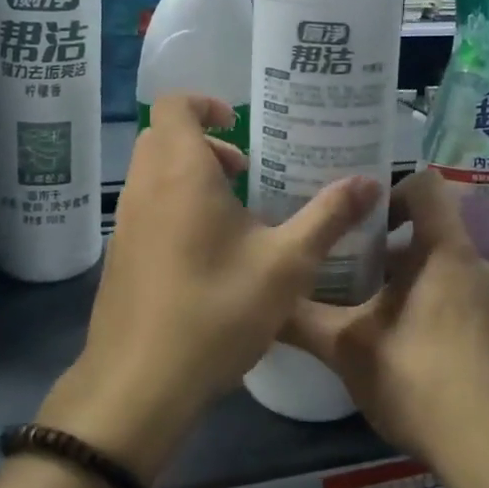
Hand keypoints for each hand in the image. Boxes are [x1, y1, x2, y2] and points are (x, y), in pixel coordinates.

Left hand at [39, 93, 379, 483]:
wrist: (139, 384)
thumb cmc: (216, 311)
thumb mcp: (286, 265)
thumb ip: (328, 217)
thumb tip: (369, 183)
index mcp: (180, 172)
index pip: (174, 104)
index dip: (205, 104)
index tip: (239, 126)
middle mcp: (144, 187)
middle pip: (164, 137)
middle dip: (205, 143)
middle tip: (245, 173)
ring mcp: (125, 221)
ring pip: (153, 173)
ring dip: (190, 176)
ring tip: (234, 216)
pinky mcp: (119, 254)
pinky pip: (145, 206)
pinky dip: (173, 205)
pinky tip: (209, 254)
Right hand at [281, 171, 488, 481]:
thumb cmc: (419, 381)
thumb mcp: (349, 349)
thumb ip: (303, 320)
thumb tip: (261, 304)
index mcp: (446, 253)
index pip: (427, 185)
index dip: (391, 189)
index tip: (360, 218)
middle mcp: (480, 267)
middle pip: (433, 233)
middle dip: (390, 248)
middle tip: (350, 271)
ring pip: (448, 272)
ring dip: (413, 283)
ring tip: (374, 316)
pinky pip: (468, 304)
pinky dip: (438, 312)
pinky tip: (413, 355)